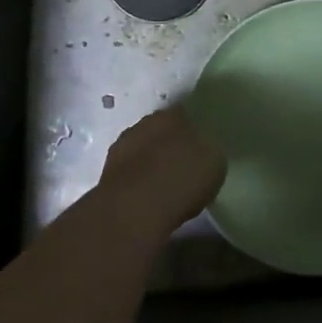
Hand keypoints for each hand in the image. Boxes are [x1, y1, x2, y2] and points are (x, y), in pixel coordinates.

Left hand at [96, 106, 227, 230]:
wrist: (135, 209)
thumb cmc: (182, 178)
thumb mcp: (214, 162)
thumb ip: (209, 149)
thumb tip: (204, 149)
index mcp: (172, 114)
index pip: (184, 113)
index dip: (193, 129)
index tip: (200, 146)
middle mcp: (143, 124)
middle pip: (160, 131)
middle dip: (169, 145)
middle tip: (183, 165)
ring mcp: (120, 149)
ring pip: (141, 151)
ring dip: (151, 163)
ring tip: (165, 185)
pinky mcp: (106, 175)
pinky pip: (130, 173)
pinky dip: (139, 182)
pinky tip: (149, 198)